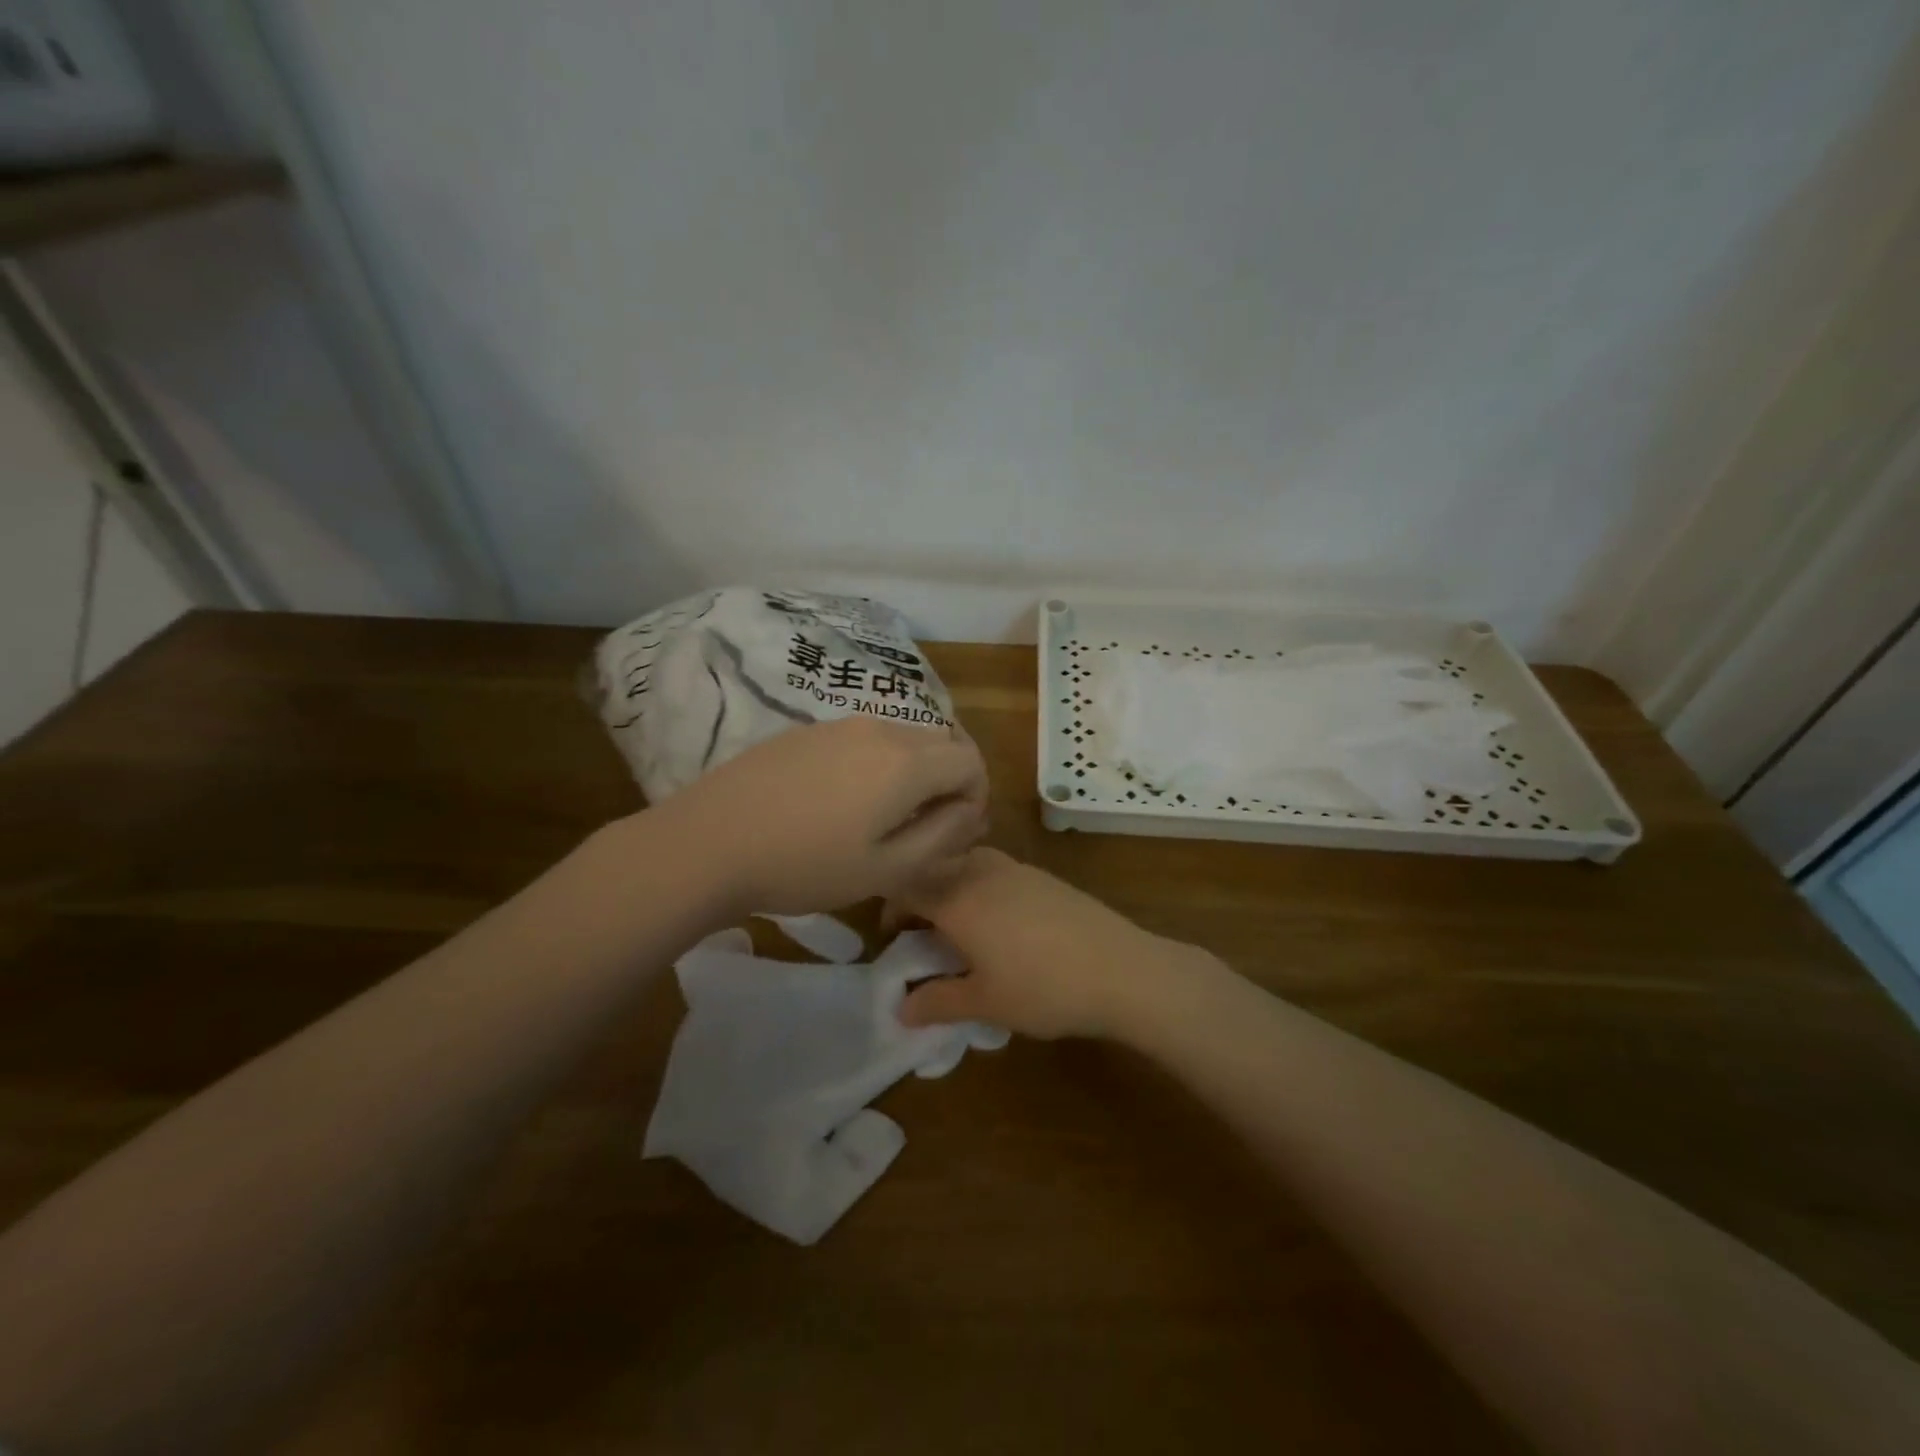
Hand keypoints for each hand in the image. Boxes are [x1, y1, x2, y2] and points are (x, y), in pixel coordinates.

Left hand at [655, 716, 988, 915]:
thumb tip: (971, 811)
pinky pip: (863, 740)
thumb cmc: (805, 865)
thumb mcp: (887, 867)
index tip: (955, 832)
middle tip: (926, 829)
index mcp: (907, 761)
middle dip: (948, 782)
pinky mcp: (807, 731)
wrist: (709, 842)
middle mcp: (880, 729)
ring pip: (901, 739)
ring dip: (912, 773)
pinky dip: (876, 765)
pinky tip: (841, 803)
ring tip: (883, 819)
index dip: (976, 797)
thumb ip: (943, 835)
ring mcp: (839, 724)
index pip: (971, 760)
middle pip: (940, 743)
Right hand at [894, 848, 1197, 1038]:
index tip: (893, 939)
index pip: (906, 885)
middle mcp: (981, 871)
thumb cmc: (1043, 988)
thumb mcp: (984, 1003)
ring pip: (965, 863)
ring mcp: (1015, 868)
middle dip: (919, 895)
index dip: (891, 909)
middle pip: (935, 868)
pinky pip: (994, 869)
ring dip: (950, 886)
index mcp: (957, 897)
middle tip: (921, 933)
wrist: (1121, 969)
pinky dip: (979, 886)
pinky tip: (999, 922)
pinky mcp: (1042, 875)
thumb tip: (901, 1009)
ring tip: (958, 926)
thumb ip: (937, 1001)